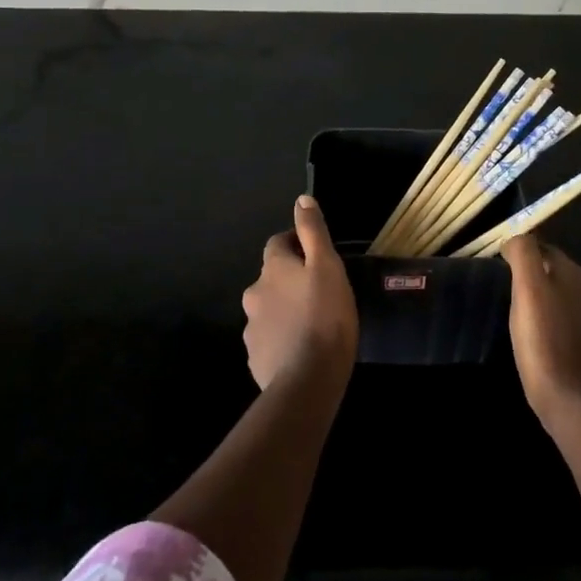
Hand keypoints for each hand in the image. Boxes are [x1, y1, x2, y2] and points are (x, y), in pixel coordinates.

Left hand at [243, 196, 358, 390]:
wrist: (307, 381)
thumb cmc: (324, 316)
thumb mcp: (328, 266)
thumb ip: (313, 232)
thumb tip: (301, 199)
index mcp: (272, 268)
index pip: (278, 243)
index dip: (297, 244)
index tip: (317, 254)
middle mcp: (254, 293)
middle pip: (272, 278)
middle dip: (290, 280)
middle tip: (319, 292)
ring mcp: (252, 328)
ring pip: (270, 309)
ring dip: (286, 310)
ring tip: (313, 324)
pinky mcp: (255, 358)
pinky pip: (270, 340)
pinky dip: (282, 339)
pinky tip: (302, 351)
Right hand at [505, 234, 580, 428]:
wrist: (570, 398)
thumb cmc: (542, 339)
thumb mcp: (527, 288)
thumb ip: (523, 254)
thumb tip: (517, 239)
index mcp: (575, 273)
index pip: (543, 247)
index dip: (520, 252)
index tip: (499, 266)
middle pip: (554, 270)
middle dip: (532, 272)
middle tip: (505, 287)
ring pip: (560, 294)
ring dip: (541, 296)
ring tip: (517, 310)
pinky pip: (564, 319)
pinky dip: (549, 319)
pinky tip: (535, 333)